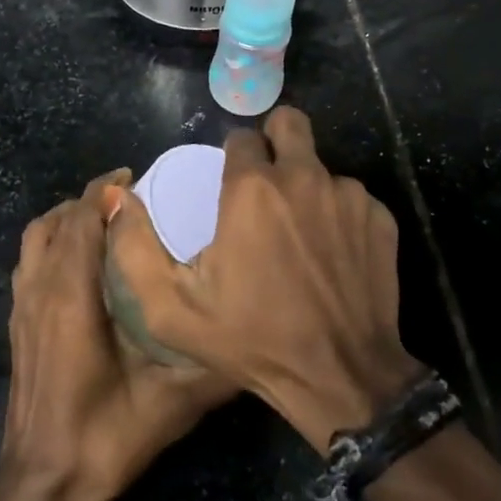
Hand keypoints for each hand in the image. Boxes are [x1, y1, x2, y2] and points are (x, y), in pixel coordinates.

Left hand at [0, 171, 235, 500]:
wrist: (42, 484)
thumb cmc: (103, 437)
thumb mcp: (169, 403)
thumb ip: (213, 366)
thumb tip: (254, 334)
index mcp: (71, 296)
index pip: (82, 220)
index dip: (105, 192)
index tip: (136, 178)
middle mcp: (41, 289)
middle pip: (58, 221)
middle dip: (90, 198)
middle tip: (130, 196)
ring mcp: (23, 306)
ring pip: (36, 237)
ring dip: (66, 218)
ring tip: (103, 218)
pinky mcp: (17, 323)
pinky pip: (29, 260)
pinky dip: (51, 241)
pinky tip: (79, 260)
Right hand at [105, 107, 421, 453]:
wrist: (339, 377)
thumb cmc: (251, 339)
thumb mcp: (171, 307)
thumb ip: (134, 246)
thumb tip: (119, 195)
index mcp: (252, 188)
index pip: (241, 136)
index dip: (233, 157)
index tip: (231, 186)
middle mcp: (303, 177)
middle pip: (289, 123)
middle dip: (276, 140)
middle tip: (268, 182)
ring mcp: (348, 195)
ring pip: (321, 166)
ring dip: (307, 187)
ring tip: (300, 236)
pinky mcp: (381, 218)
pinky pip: (352, 198)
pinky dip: (339, 215)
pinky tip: (331, 255)